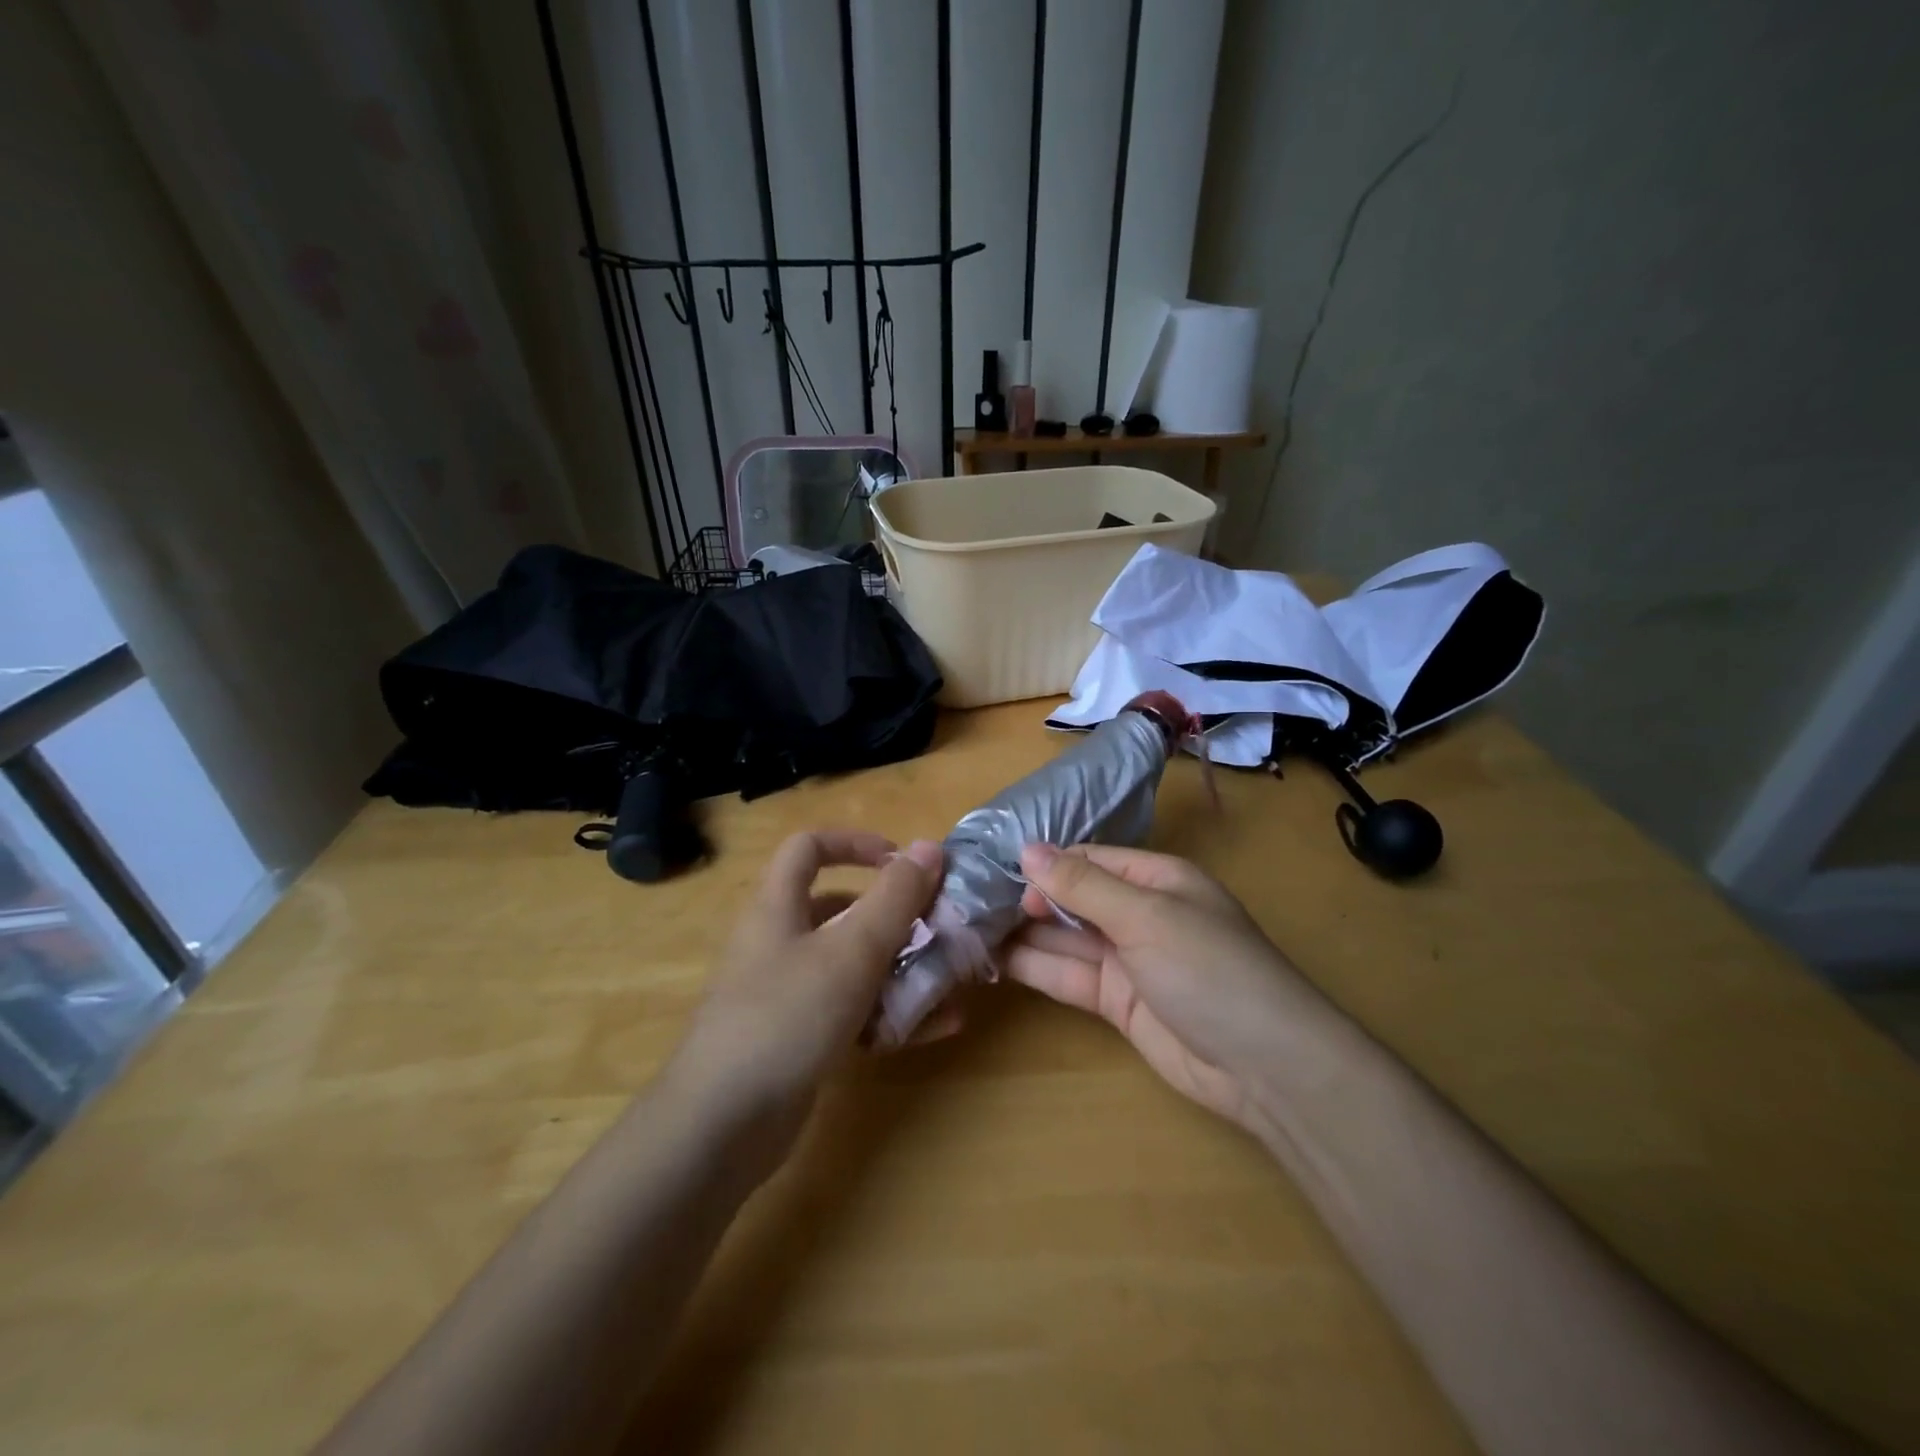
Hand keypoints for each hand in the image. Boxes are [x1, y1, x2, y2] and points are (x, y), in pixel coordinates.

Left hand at [662, 830, 942, 1180]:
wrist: (722, 1126)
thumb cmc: (787, 1016)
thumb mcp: (851, 950)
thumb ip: (894, 898)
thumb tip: (929, 847)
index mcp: (778, 906)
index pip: (809, 847)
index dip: (855, 843)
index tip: (903, 863)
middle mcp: (778, 942)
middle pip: (840, 909)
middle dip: (894, 916)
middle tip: (939, 929)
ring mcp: (786, 993)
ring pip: (851, 964)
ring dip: (901, 968)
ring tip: (949, 981)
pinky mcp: (798, 1038)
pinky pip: (851, 1011)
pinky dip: (890, 1013)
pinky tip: (935, 1029)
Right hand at [1004, 843, 1329, 1132]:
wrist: (1263, 1065)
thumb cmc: (1208, 968)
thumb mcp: (1144, 916)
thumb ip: (1082, 885)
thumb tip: (1026, 849)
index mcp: (1156, 879)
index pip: (1089, 859)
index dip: (1046, 864)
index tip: (1000, 873)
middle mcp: (1139, 914)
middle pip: (1074, 898)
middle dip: (1029, 898)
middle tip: (973, 903)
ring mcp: (1127, 960)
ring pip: (1066, 938)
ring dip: (1025, 934)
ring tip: (970, 928)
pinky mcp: (1117, 1001)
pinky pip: (1070, 976)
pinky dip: (1037, 968)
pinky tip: (995, 961)